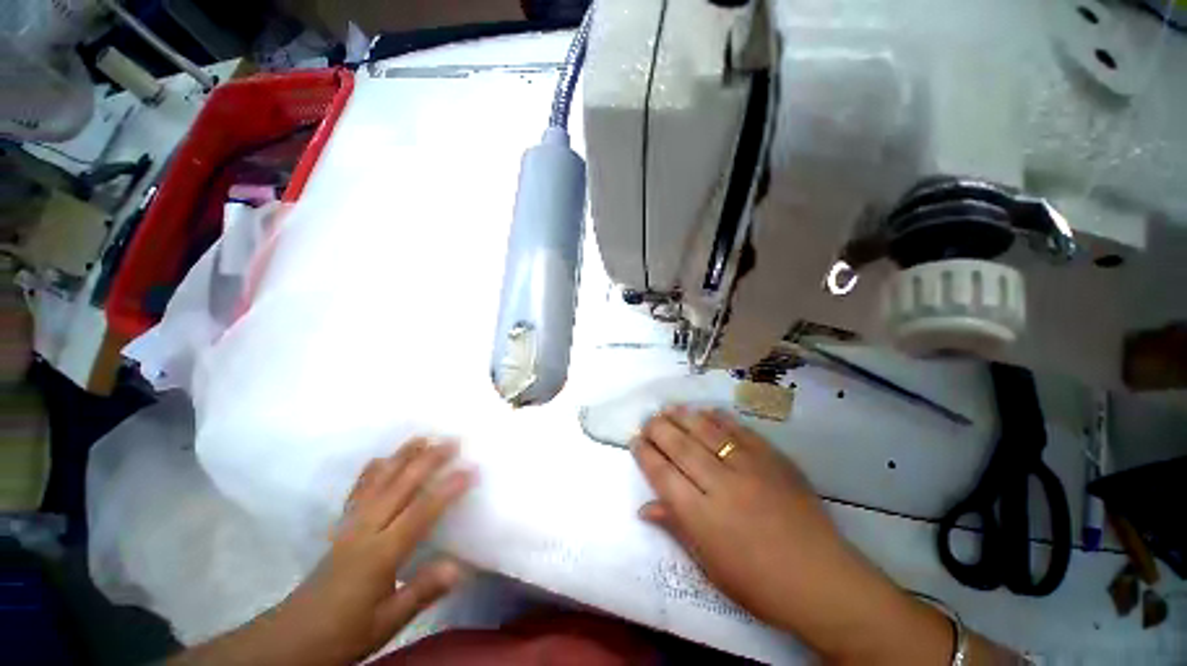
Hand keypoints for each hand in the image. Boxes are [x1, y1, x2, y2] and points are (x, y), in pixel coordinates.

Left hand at [266, 439, 474, 664]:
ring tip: (422, 438)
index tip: (470, 469)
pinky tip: (381, 459)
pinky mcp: (340, 527)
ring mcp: (350, 525)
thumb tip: (459, 567)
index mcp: (380, 554)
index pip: (420, 513)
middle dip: (428, 461)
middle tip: (452, 440)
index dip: (447, 489)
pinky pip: (357, 492)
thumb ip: (421, 593)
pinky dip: (371, 471)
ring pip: (378, 482)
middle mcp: (366, 531)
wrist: (292, 638)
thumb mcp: (386, 623)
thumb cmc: (344, 632)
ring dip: (401, 457)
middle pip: (400, 487)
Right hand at [632, 407, 953, 663]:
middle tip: (647, 419)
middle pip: (681, 447)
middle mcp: (721, 485)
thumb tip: (644, 507)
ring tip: (669, 407)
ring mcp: (749, 468)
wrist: (822, 581)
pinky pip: (741, 431)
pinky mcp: (773, 460)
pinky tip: (708, 410)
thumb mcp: (710, 566)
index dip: (645, 454)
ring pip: (708, 432)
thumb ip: (676, 528)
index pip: (663, 475)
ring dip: (684, 416)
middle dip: (659, 429)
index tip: (634, 440)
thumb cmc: (759, 584)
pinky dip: (721, 418)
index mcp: (702, 516)